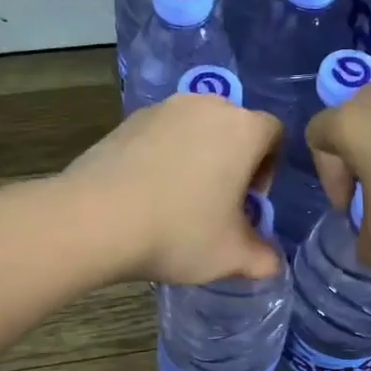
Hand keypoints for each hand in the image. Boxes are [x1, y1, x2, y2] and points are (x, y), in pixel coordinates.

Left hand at [63, 93, 284, 284]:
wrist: (95, 219)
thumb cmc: (179, 232)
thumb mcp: (232, 256)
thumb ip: (263, 258)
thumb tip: (273, 263)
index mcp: (243, 129)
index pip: (274, 134)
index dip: (270, 169)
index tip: (250, 202)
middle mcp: (206, 106)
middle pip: (234, 128)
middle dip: (233, 162)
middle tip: (219, 204)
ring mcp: (162, 109)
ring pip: (195, 130)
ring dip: (197, 158)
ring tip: (180, 200)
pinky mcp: (127, 120)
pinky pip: (161, 135)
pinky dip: (164, 157)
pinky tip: (148, 194)